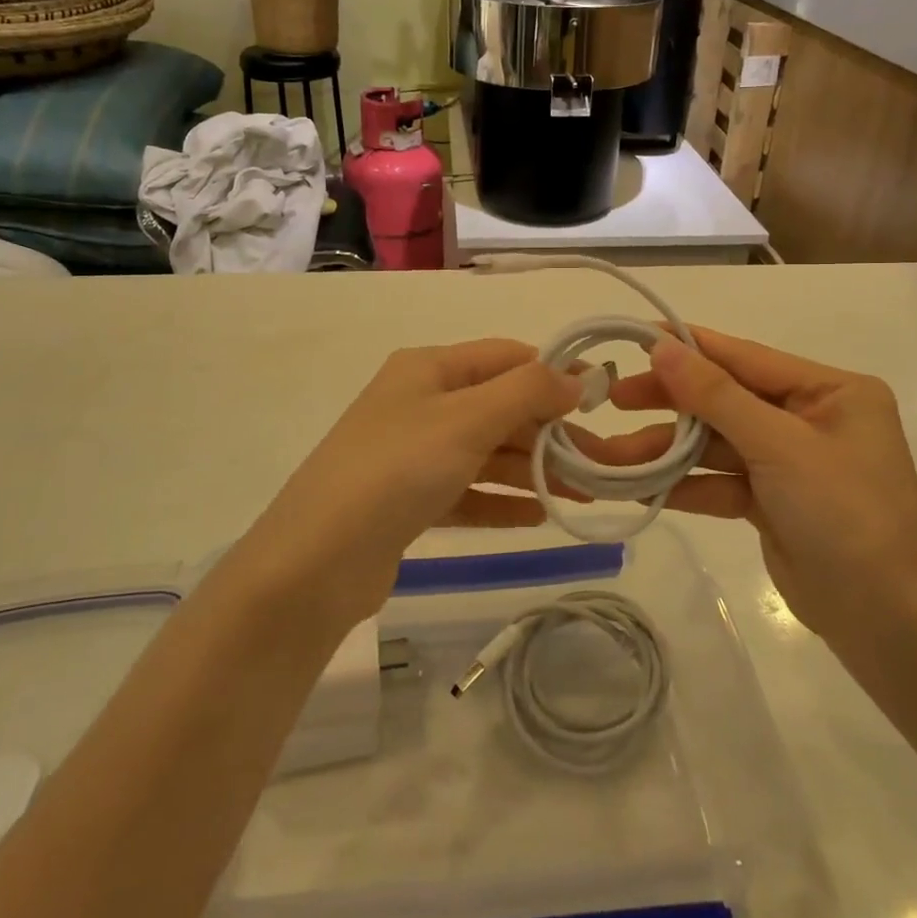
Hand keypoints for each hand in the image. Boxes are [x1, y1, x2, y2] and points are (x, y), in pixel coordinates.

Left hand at [245, 340, 580, 622]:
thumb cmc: (397, 470)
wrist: (315, 561)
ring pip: (487, 453)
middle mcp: (421, 402)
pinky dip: (502, 501)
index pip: (506, 357)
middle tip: (600, 463)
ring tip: (583, 494)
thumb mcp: (467, 419)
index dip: (554, 373)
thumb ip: (527, 392)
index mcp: (429, 368)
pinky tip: (538, 516)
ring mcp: (413, 453)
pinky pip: (468, 492)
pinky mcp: (409, 501)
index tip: (601, 401)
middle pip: (500, 407)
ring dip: (533, 470)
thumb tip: (575, 378)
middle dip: (550, 431)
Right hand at [593, 327, 916, 646]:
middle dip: (672, 402)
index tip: (637, 339)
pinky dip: (686, 484)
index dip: (691, 347)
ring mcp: (791, 462)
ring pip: (717, 444)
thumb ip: (716, 395)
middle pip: (727, 399)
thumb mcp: (780, 446)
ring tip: (615, 454)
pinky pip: (721, 481)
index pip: (748, 358)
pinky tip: (641, 487)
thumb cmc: (845, 514)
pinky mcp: (773, 502)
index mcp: (831, 391)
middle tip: (616, 399)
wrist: (887, 622)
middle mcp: (811, 419)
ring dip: (669, 450)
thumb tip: (663, 347)